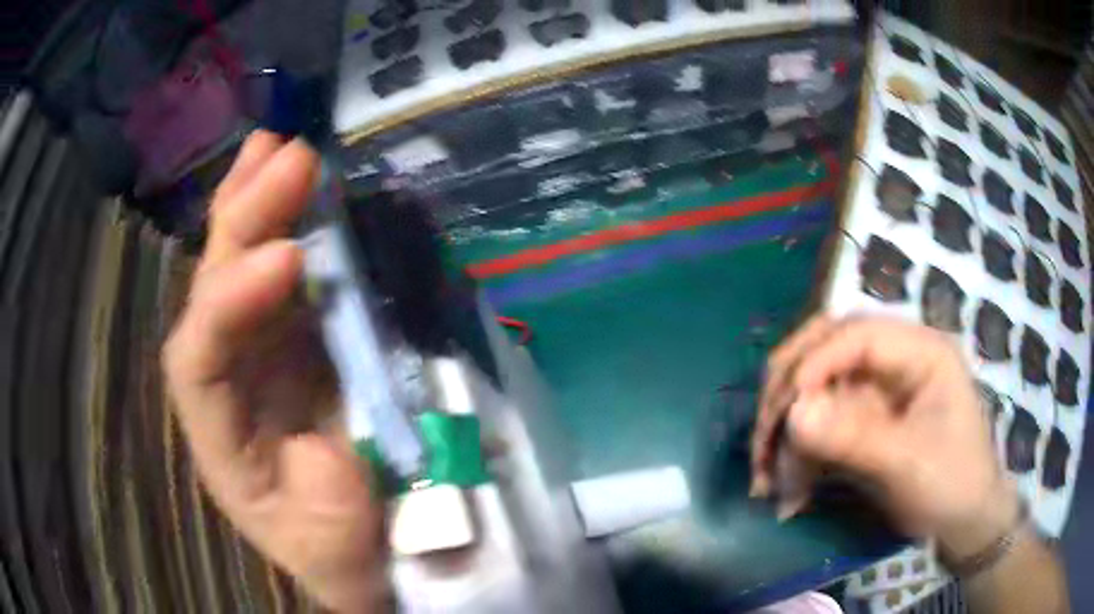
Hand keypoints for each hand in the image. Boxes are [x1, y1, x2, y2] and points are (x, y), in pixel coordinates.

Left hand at [163, 131, 386, 611]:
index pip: (198, 356)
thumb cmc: (336, 548)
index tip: (291, 260)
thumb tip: (326, 433)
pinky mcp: (298, 334)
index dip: (232, 304)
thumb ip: (315, 498)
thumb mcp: (323, 543)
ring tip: (278, 146)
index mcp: (218, 432)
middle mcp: (227, 376)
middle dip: (242, 221)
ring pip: (239, 265)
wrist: (361, 545)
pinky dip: (290, 223)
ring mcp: (261, 347)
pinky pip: (284, 271)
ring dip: (257, 202)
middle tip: (288, 159)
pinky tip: (297, 182)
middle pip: (213, 288)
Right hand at [751, 316, 1018, 559]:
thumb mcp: (909, 464)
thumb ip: (854, 437)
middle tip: (764, 437)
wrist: (963, 523)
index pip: (858, 334)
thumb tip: (794, 413)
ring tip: (769, 482)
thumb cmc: (952, 485)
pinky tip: (789, 490)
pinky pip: (820, 426)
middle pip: (827, 348)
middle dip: (789, 390)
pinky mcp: (864, 421)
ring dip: (786, 433)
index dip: (815, 362)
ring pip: (816, 390)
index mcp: (920, 351)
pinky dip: (798, 455)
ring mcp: (877, 391)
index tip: (784, 411)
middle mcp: (895, 360)